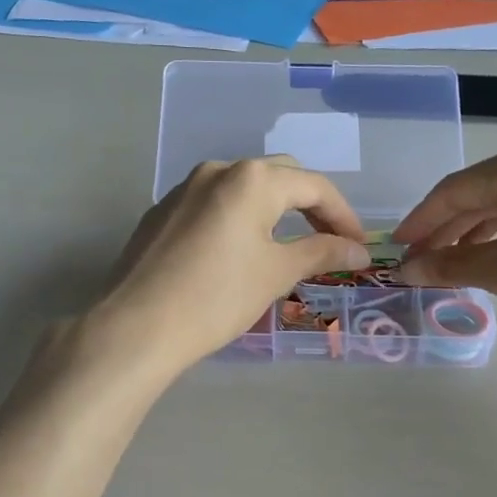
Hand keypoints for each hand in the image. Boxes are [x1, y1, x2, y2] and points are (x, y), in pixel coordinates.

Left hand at [94, 158, 371, 377]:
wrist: (137, 326)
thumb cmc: (217, 297)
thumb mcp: (277, 274)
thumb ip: (322, 253)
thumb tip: (359, 250)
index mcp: (252, 179)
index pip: (314, 186)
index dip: (343, 216)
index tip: (359, 246)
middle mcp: (217, 170)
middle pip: (279, 178)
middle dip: (310, 206)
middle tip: (328, 242)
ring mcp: (184, 189)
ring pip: (243, 190)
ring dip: (273, 211)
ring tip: (287, 247)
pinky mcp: (161, 213)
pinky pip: (213, 205)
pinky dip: (238, 220)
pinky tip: (237, 253)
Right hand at [393, 141, 496, 353]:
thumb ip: (448, 265)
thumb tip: (406, 270)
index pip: (454, 191)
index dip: (420, 222)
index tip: (396, 248)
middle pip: (481, 191)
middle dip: (446, 228)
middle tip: (420, 260)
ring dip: (475, 231)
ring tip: (450, 262)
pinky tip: (492, 253)